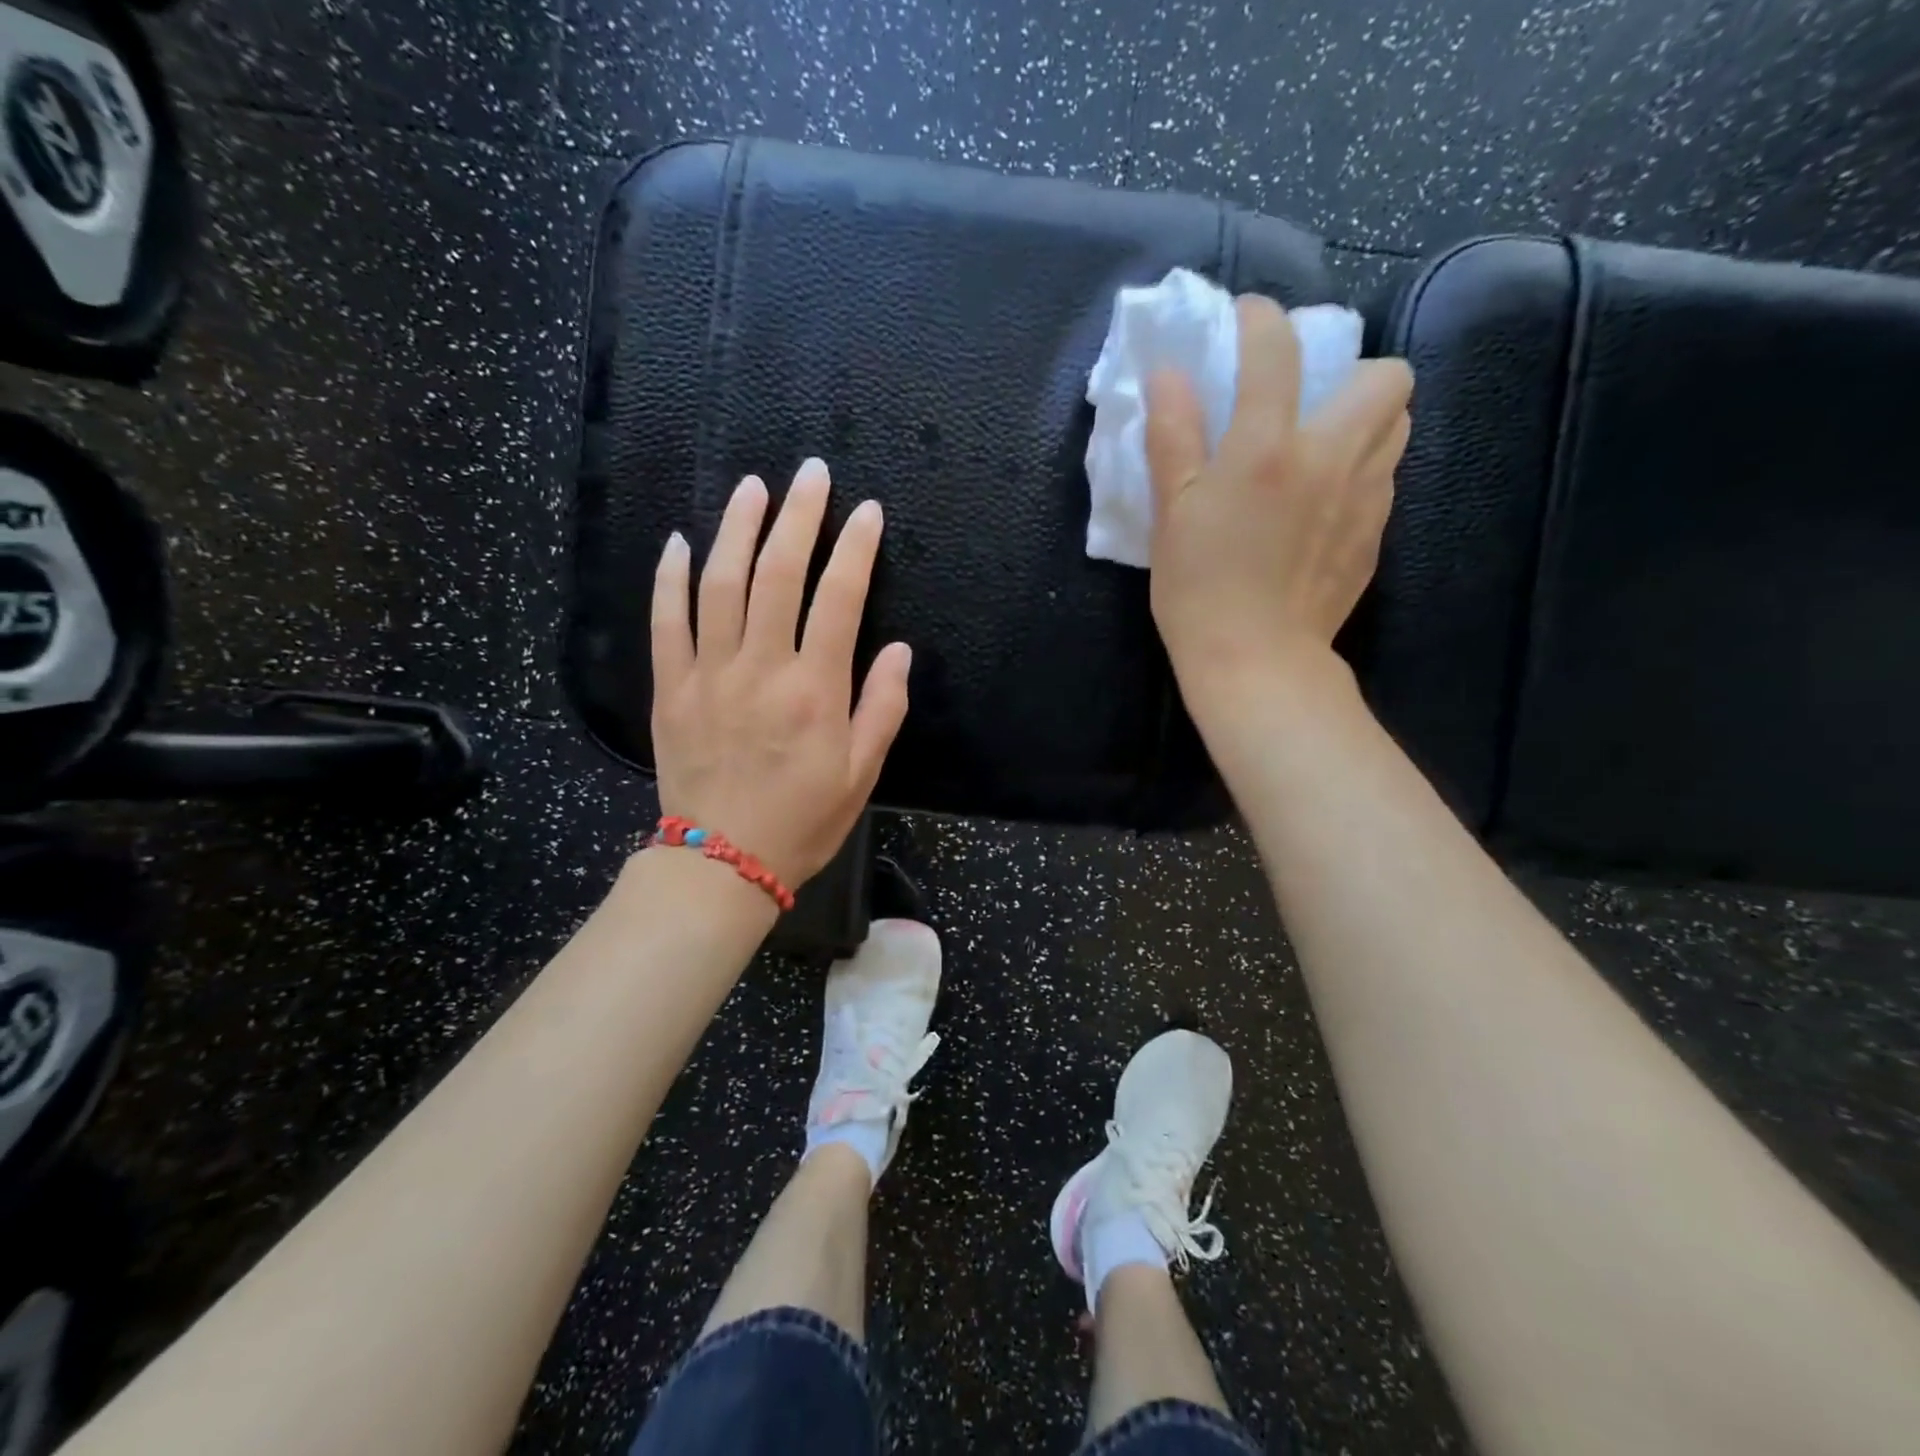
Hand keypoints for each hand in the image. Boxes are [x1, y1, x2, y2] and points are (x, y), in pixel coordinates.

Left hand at [649, 460, 911, 887]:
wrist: (722, 862)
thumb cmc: (802, 820)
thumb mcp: (862, 774)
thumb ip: (883, 707)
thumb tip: (897, 650)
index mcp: (815, 690)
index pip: (839, 599)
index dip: (855, 548)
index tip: (867, 511)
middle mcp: (761, 668)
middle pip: (777, 574)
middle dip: (798, 517)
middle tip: (810, 474)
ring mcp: (709, 674)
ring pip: (720, 584)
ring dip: (737, 528)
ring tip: (753, 487)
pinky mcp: (670, 688)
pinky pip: (666, 622)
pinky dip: (671, 578)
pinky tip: (682, 542)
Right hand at [1145, 295, 1412, 722]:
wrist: (1255, 661)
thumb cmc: (1198, 589)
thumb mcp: (1171, 514)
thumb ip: (1173, 437)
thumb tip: (1170, 375)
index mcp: (1267, 449)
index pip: (1277, 351)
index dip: (1260, 320)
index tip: (1245, 322)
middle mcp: (1331, 458)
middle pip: (1385, 377)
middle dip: (1351, 372)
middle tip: (1307, 404)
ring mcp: (1366, 497)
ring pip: (1397, 425)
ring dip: (1364, 420)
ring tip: (1320, 450)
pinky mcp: (1376, 535)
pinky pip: (1385, 478)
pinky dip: (1360, 471)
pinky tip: (1322, 507)